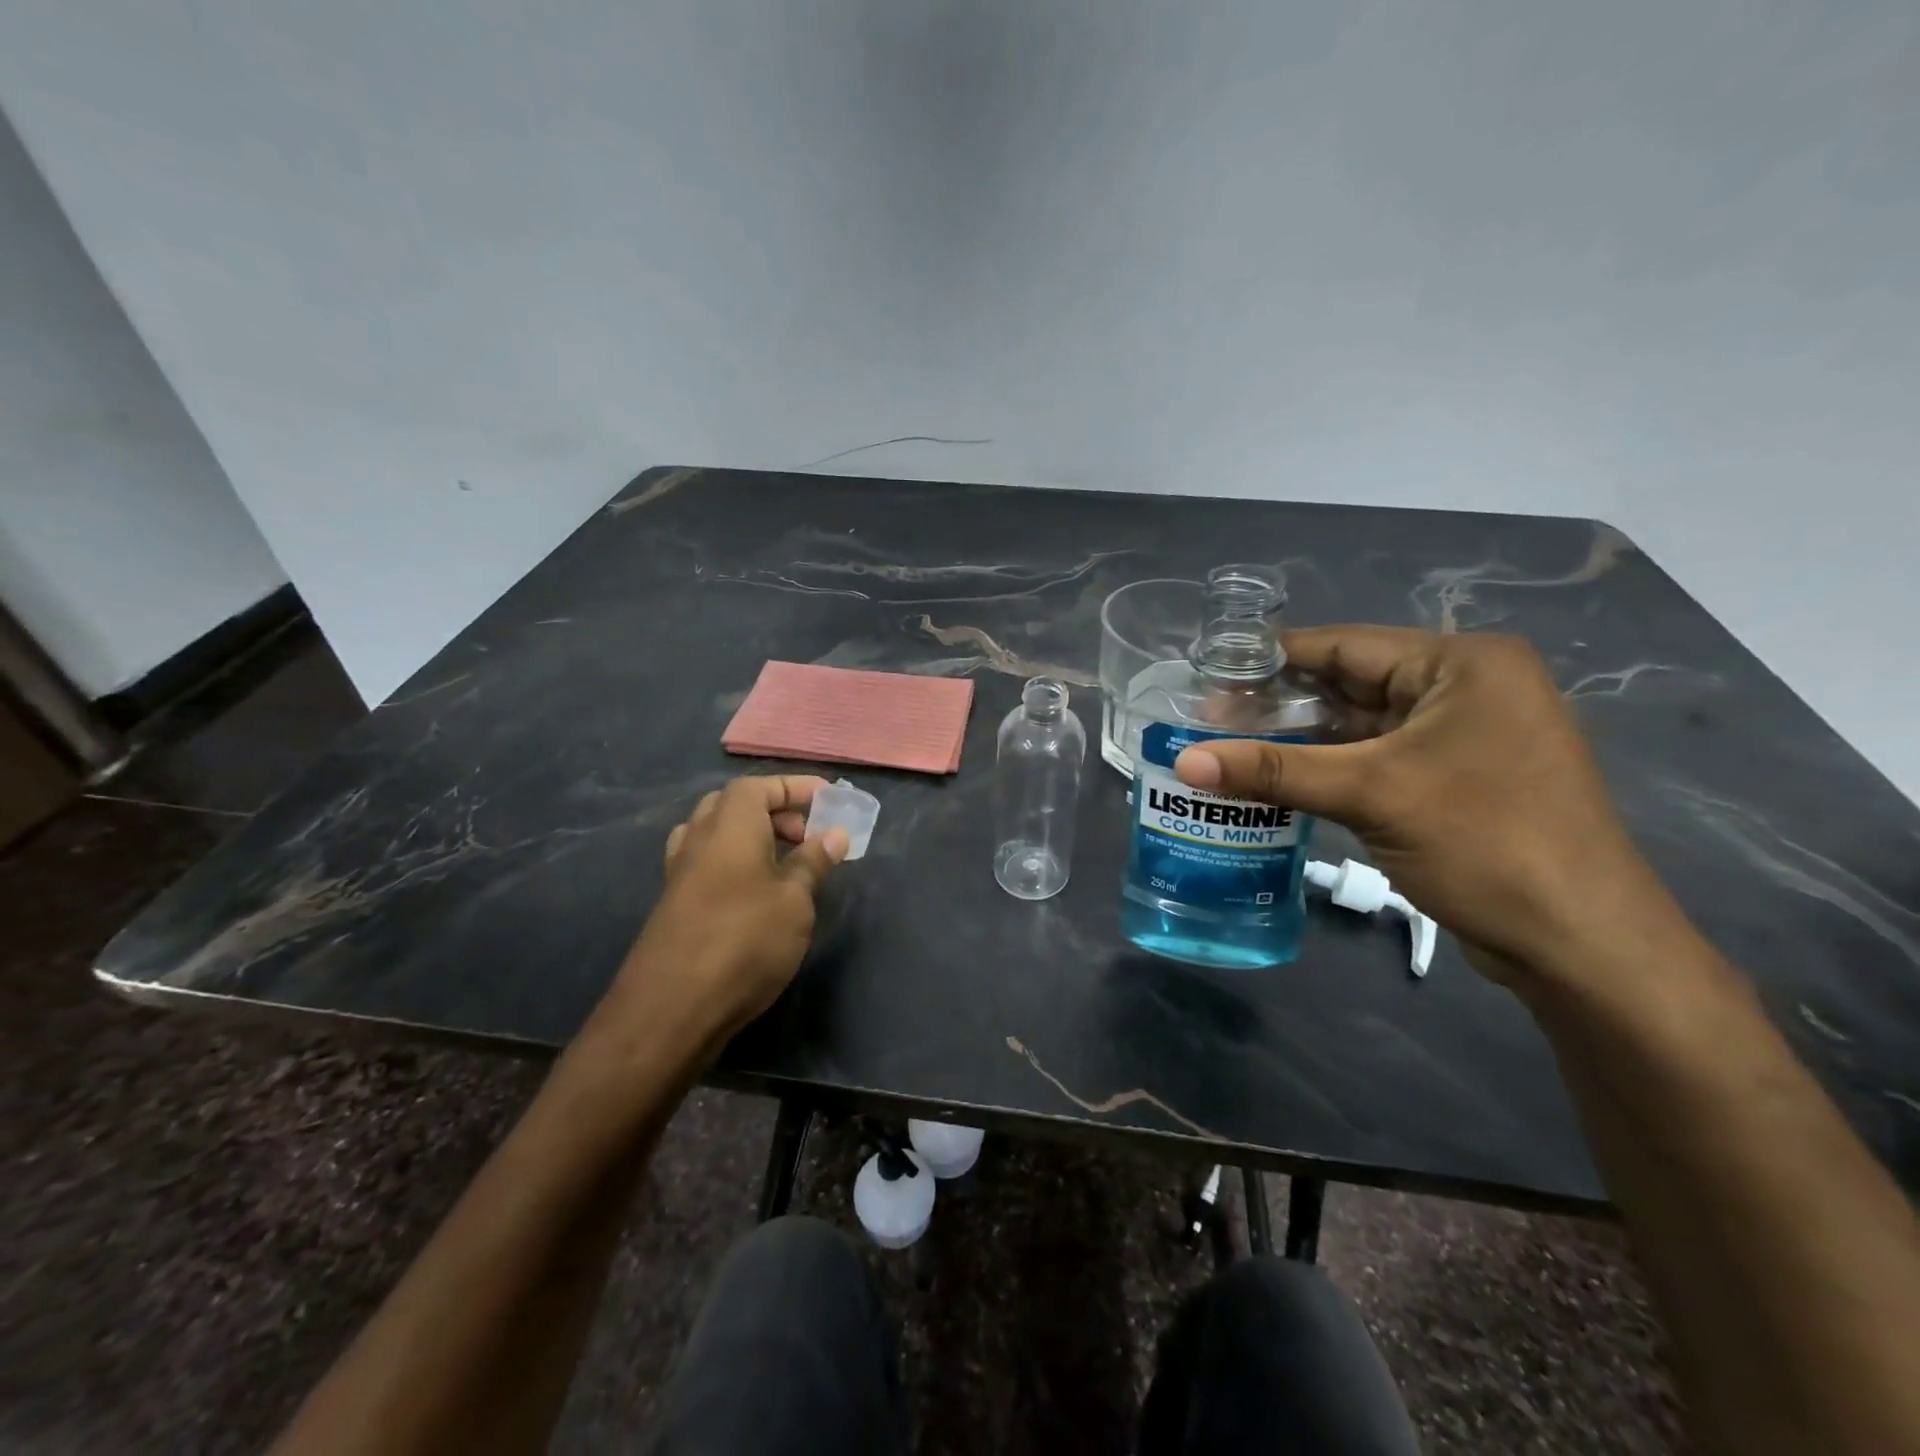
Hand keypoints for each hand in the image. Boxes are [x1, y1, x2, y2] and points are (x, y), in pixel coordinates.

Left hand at [609, 776, 848, 1047]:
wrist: (671, 1008)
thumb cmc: (745, 941)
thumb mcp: (795, 901)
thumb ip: (813, 862)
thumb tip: (833, 833)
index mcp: (730, 825)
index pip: (760, 786)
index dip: (795, 787)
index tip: (829, 800)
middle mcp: (699, 838)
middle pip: (733, 804)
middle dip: (773, 810)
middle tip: (806, 835)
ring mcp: (680, 872)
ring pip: (715, 833)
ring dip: (750, 836)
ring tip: (783, 863)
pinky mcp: (673, 905)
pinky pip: (706, 863)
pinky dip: (733, 862)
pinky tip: (754, 894)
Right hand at [1174, 626, 1668, 978]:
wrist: (1580, 944)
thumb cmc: (1485, 843)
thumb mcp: (1371, 794)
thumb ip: (1273, 770)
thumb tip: (1183, 760)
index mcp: (1462, 664)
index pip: (1344, 646)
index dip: (1271, 660)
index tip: (1208, 676)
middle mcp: (1464, 689)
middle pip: (1349, 684)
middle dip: (1279, 705)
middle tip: (1207, 721)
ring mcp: (1460, 737)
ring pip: (1358, 727)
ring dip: (1298, 741)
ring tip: (1226, 750)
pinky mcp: (1451, 780)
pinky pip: (1373, 760)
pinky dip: (1325, 769)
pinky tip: (1274, 781)